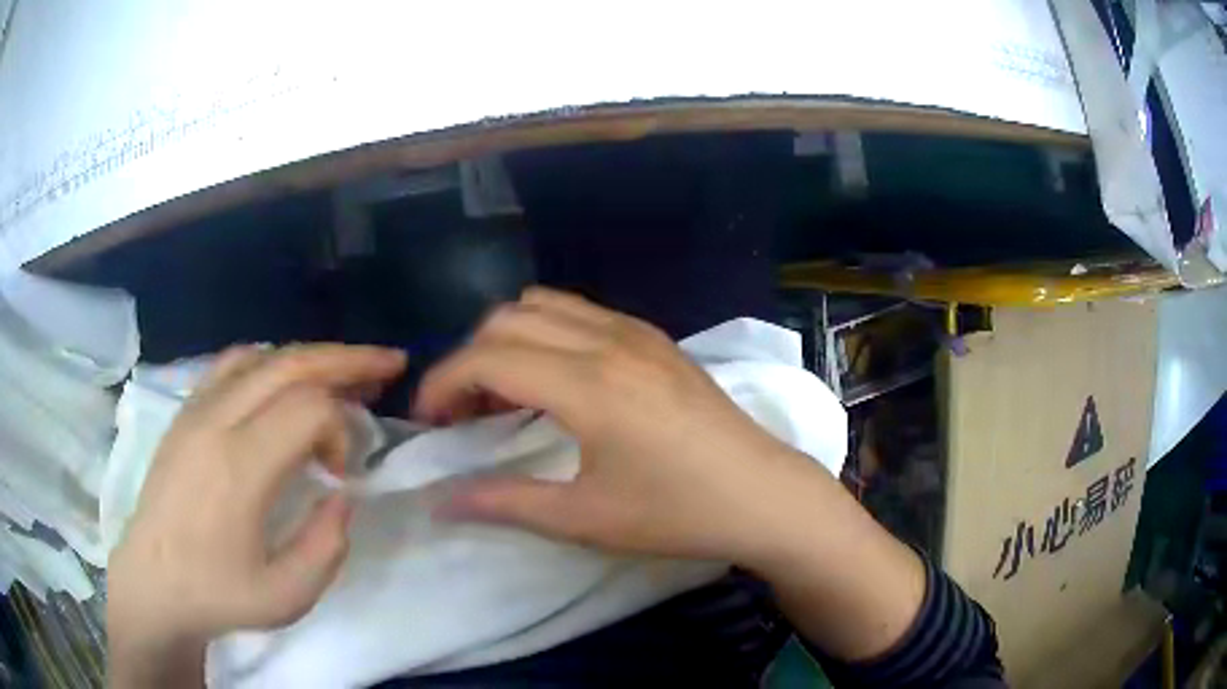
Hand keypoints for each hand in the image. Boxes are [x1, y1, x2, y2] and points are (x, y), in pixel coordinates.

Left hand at [107, 344, 404, 686]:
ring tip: (342, 371)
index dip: (342, 429)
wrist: (153, 581)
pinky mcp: (185, 411)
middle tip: (389, 363)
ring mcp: (196, 409)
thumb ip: (327, 546)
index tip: (341, 473)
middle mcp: (216, 421)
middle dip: (347, 359)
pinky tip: (283, 381)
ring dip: (309, 357)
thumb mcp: (286, 596)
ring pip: (262, 356)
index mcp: (239, 467)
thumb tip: (343, 495)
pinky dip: (270, 362)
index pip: (308, 408)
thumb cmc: (218, 593)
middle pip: (291, 363)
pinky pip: (232, 364)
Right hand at [415, 288, 824, 565]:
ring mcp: (637, 333)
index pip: (486, 357)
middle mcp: (608, 341)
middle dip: (469, 360)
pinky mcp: (656, 339)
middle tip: (464, 415)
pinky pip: (582, 313)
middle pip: (507, 319)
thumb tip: (440, 501)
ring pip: (544, 306)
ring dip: (508, 340)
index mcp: (587, 384)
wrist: (764, 495)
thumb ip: (504, 503)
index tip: (427, 422)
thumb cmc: (678, 513)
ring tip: (505, 394)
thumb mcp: (585, 519)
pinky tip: (556, 381)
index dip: (442, 384)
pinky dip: (547, 334)